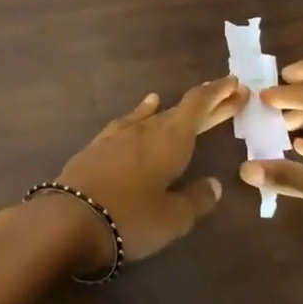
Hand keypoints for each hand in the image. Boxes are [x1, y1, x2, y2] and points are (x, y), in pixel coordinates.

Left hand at [47, 76, 247, 271]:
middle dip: (205, 105)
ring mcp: (117, 137)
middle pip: (179, 111)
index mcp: (170, 141)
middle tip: (229, 97)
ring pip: (153, 116)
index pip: (197, 107)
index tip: (235, 83)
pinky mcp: (96, 148)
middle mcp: (145, 131)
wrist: (68, 220)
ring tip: (190, 102)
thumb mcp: (173, 218)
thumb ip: (196, 199)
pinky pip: (127, 122)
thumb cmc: (130, 219)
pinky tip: (143, 110)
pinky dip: (140, 113)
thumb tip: (213, 184)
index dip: (217, 94)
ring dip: (174, 110)